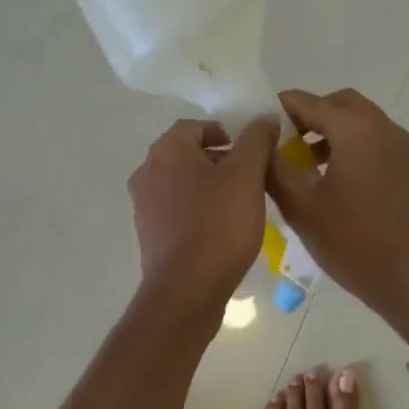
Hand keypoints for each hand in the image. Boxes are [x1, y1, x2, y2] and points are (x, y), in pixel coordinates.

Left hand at [128, 116, 278, 311]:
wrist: (187, 289)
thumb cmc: (219, 225)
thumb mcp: (247, 176)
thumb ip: (256, 141)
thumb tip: (264, 118)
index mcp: (166, 152)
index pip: (194, 126)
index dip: (225, 132)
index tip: (250, 151)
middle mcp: (147, 173)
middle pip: (187, 155)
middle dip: (220, 162)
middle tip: (251, 178)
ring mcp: (144, 207)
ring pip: (181, 185)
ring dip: (209, 188)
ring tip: (240, 205)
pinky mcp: (149, 236)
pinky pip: (176, 212)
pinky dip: (198, 212)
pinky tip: (221, 230)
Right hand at [267, 88, 408, 337]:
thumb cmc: (352, 243)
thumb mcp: (302, 208)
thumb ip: (276, 169)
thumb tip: (263, 144)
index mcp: (356, 131)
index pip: (312, 102)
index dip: (284, 106)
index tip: (264, 120)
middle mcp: (388, 131)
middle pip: (346, 104)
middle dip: (315, 115)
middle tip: (292, 140)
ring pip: (370, 127)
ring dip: (340, 135)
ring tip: (316, 166)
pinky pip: (388, 152)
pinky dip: (364, 155)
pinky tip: (353, 191)